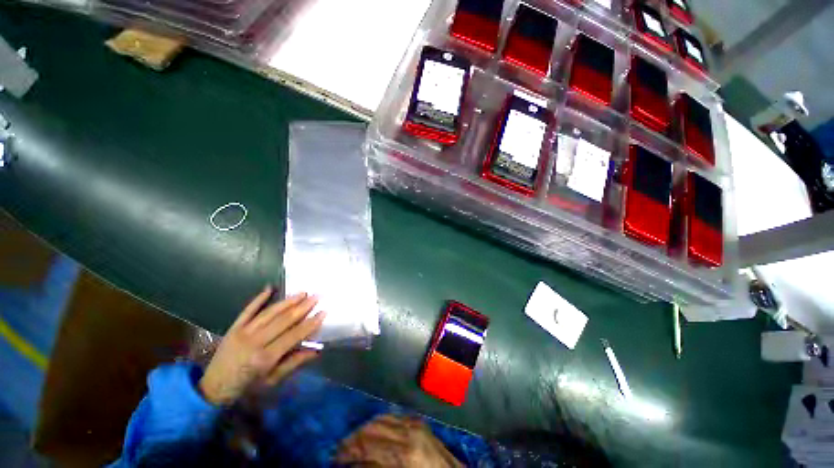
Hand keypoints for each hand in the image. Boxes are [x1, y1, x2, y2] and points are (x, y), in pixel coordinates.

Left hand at [199, 286, 324, 404]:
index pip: (293, 336)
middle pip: (283, 320)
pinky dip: (259, 298)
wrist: (212, 388)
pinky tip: (269, 288)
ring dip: (288, 301)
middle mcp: (255, 342)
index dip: (310, 323)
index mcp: (265, 358)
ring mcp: (243, 332)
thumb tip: (316, 350)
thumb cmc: (247, 388)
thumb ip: (293, 363)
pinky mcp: (234, 327)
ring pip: (269, 312)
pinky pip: (248, 310)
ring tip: (303, 292)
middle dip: (303, 307)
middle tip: (317, 296)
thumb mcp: (272, 381)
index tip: (323, 312)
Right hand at [335, 415, 462, 466]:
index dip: (347, 452)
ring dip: (366, 429)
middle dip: (354, 439)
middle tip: (342, 453)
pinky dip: (381, 424)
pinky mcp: (420, 423)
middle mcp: (408, 433)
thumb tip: (355, 463)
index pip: (366, 445)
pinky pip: (395, 417)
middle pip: (372, 427)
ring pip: (382, 418)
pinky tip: (376, 433)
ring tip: (356, 443)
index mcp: (403, 454)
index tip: (335, 459)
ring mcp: (416, 424)